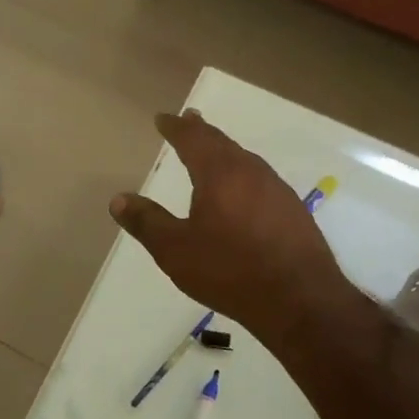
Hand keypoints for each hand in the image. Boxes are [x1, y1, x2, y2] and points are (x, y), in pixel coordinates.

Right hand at [110, 110, 356, 345]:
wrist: (301, 300)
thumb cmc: (230, 271)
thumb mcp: (176, 250)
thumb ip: (146, 222)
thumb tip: (118, 199)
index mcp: (219, 173)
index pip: (193, 138)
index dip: (176, 127)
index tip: (163, 118)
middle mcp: (250, 171)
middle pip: (222, 142)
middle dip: (202, 131)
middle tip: (189, 120)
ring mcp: (277, 189)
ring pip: (244, 159)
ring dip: (224, 151)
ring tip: (212, 151)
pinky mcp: (293, 210)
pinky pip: (260, 179)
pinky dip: (243, 174)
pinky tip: (243, 191)